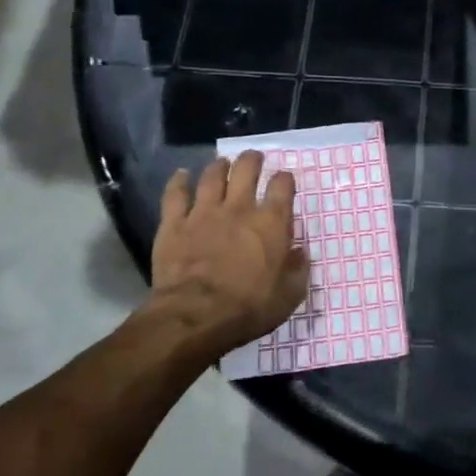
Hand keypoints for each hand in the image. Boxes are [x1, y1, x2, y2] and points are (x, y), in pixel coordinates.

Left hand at [147, 152, 307, 364]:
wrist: (195, 317)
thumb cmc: (249, 308)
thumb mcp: (289, 295)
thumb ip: (298, 269)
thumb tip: (300, 251)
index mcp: (271, 223)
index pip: (282, 186)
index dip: (285, 179)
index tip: (285, 180)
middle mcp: (239, 208)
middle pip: (246, 170)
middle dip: (252, 160)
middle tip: (254, 159)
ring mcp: (204, 213)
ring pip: (212, 176)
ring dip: (219, 166)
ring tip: (222, 163)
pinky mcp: (174, 224)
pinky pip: (175, 194)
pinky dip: (178, 182)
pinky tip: (181, 175)